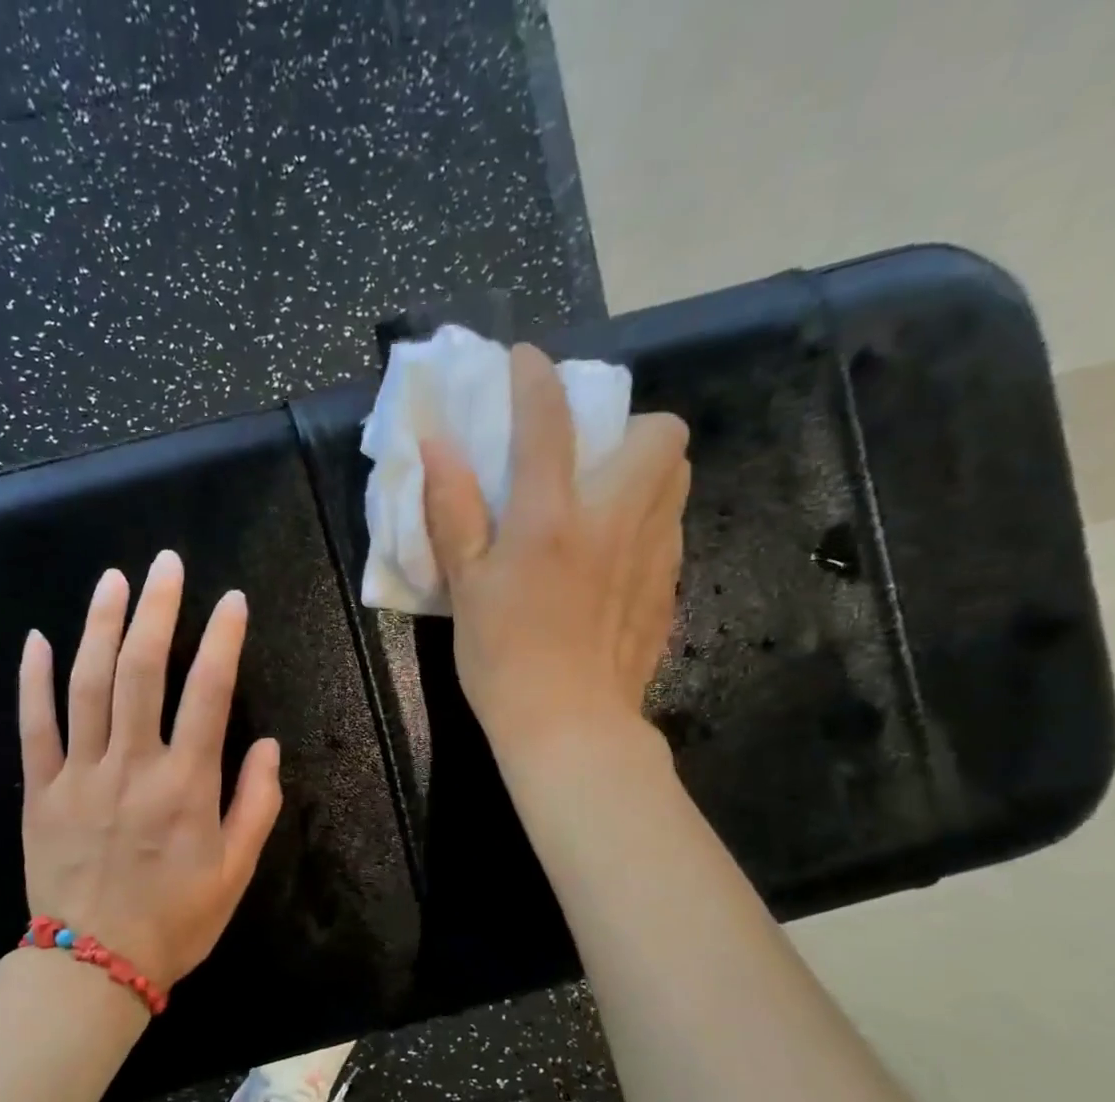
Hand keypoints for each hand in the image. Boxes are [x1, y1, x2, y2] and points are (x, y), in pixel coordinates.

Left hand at [18, 550, 283, 990]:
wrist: (94, 966)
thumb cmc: (176, 919)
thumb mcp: (237, 870)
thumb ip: (257, 803)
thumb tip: (267, 745)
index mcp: (186, 784)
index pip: (208, 692)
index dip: (222, 639)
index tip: (232, 601)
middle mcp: (132, 765)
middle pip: (141, 670)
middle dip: (157, 610)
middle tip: (166, 564)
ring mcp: (78, 775)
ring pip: (86, 685)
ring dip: (99, 625)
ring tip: (112, 580)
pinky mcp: (38, 791)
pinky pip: (33, 726)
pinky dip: (34, 680)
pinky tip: (38, 639)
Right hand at [422, 342, 690, 764]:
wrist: (570, 726)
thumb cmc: (503, 659)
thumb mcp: (465, 587)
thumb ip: (453, 512)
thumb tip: (438, 447)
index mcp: (551, 518)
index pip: (548, 421)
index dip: (535, 377)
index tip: (525, 361)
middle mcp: (615, 521)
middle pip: (660, 434)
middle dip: (629, 425)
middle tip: (589, 457)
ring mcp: (653, 555)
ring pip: (677, 479)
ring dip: (645, 471)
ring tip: (605, 502)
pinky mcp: (670, 588)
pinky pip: (670, 531)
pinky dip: (646, 523)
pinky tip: (613, 561)